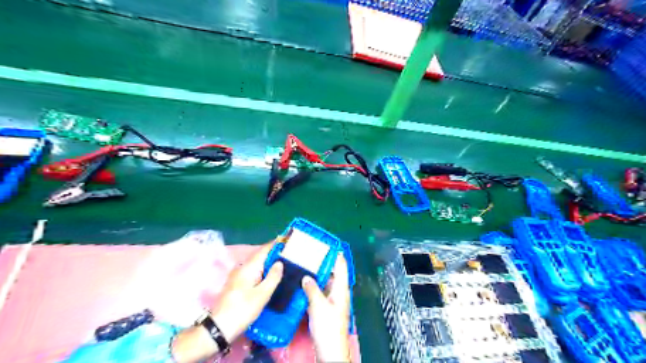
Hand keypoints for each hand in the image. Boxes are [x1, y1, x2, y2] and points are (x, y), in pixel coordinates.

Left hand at [212, 242, 283, 342]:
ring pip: (258, 263)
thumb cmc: (243, 310)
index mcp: (249, 267)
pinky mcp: (238, 283)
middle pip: (261, 255)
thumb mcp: (262, 294)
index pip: (265, 249)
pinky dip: (264, 269)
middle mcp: (243, 267)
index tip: (289, 238)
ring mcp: (239, 275)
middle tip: (291, 252)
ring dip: (270, 261)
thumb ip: (273, 277)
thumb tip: (280, 262)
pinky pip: (254, 271)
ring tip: (285, 262)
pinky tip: (271, 275)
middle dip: (275, 252)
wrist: (220, 327)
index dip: (277, 243)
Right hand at [305, 255, 351, 362]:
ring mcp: (334, 299)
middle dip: (323, 262)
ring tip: (305, 264)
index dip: (335, 252)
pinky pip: (322, 290)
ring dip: (318, 273)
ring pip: (326, 281)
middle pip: (333, 271)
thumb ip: (312, 288)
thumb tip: (306, 277)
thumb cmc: (328, 327)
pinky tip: (305, 283)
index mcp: (341, 287)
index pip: (341, 264)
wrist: (330, 350)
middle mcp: (339, 291)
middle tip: (310, 253)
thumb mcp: (318, 305)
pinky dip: (315, 284)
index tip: (325, 243)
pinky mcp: (328, 307)